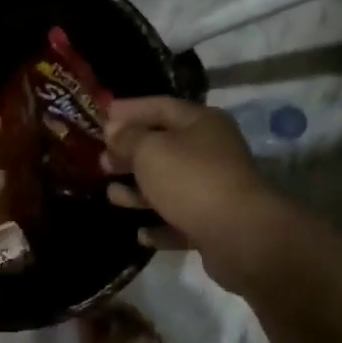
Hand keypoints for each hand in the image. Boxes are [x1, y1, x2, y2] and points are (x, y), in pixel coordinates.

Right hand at [103, 96, 280, 284]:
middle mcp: (211, 151)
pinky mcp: (214, 224)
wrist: (241, 236)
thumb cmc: (191, 180)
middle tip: (101, 161)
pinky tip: (140, 233)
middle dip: (130, 153)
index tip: (101, 117)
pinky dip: (159, 224)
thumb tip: (114, 131)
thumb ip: (128, 138)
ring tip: (111, 196)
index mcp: (201, 123)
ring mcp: (214, 189)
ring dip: (139, 191)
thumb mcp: (150, 151)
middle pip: (164, 146)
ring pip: (170, 185)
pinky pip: (180, 220)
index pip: (160, 106)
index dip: (129, 110)